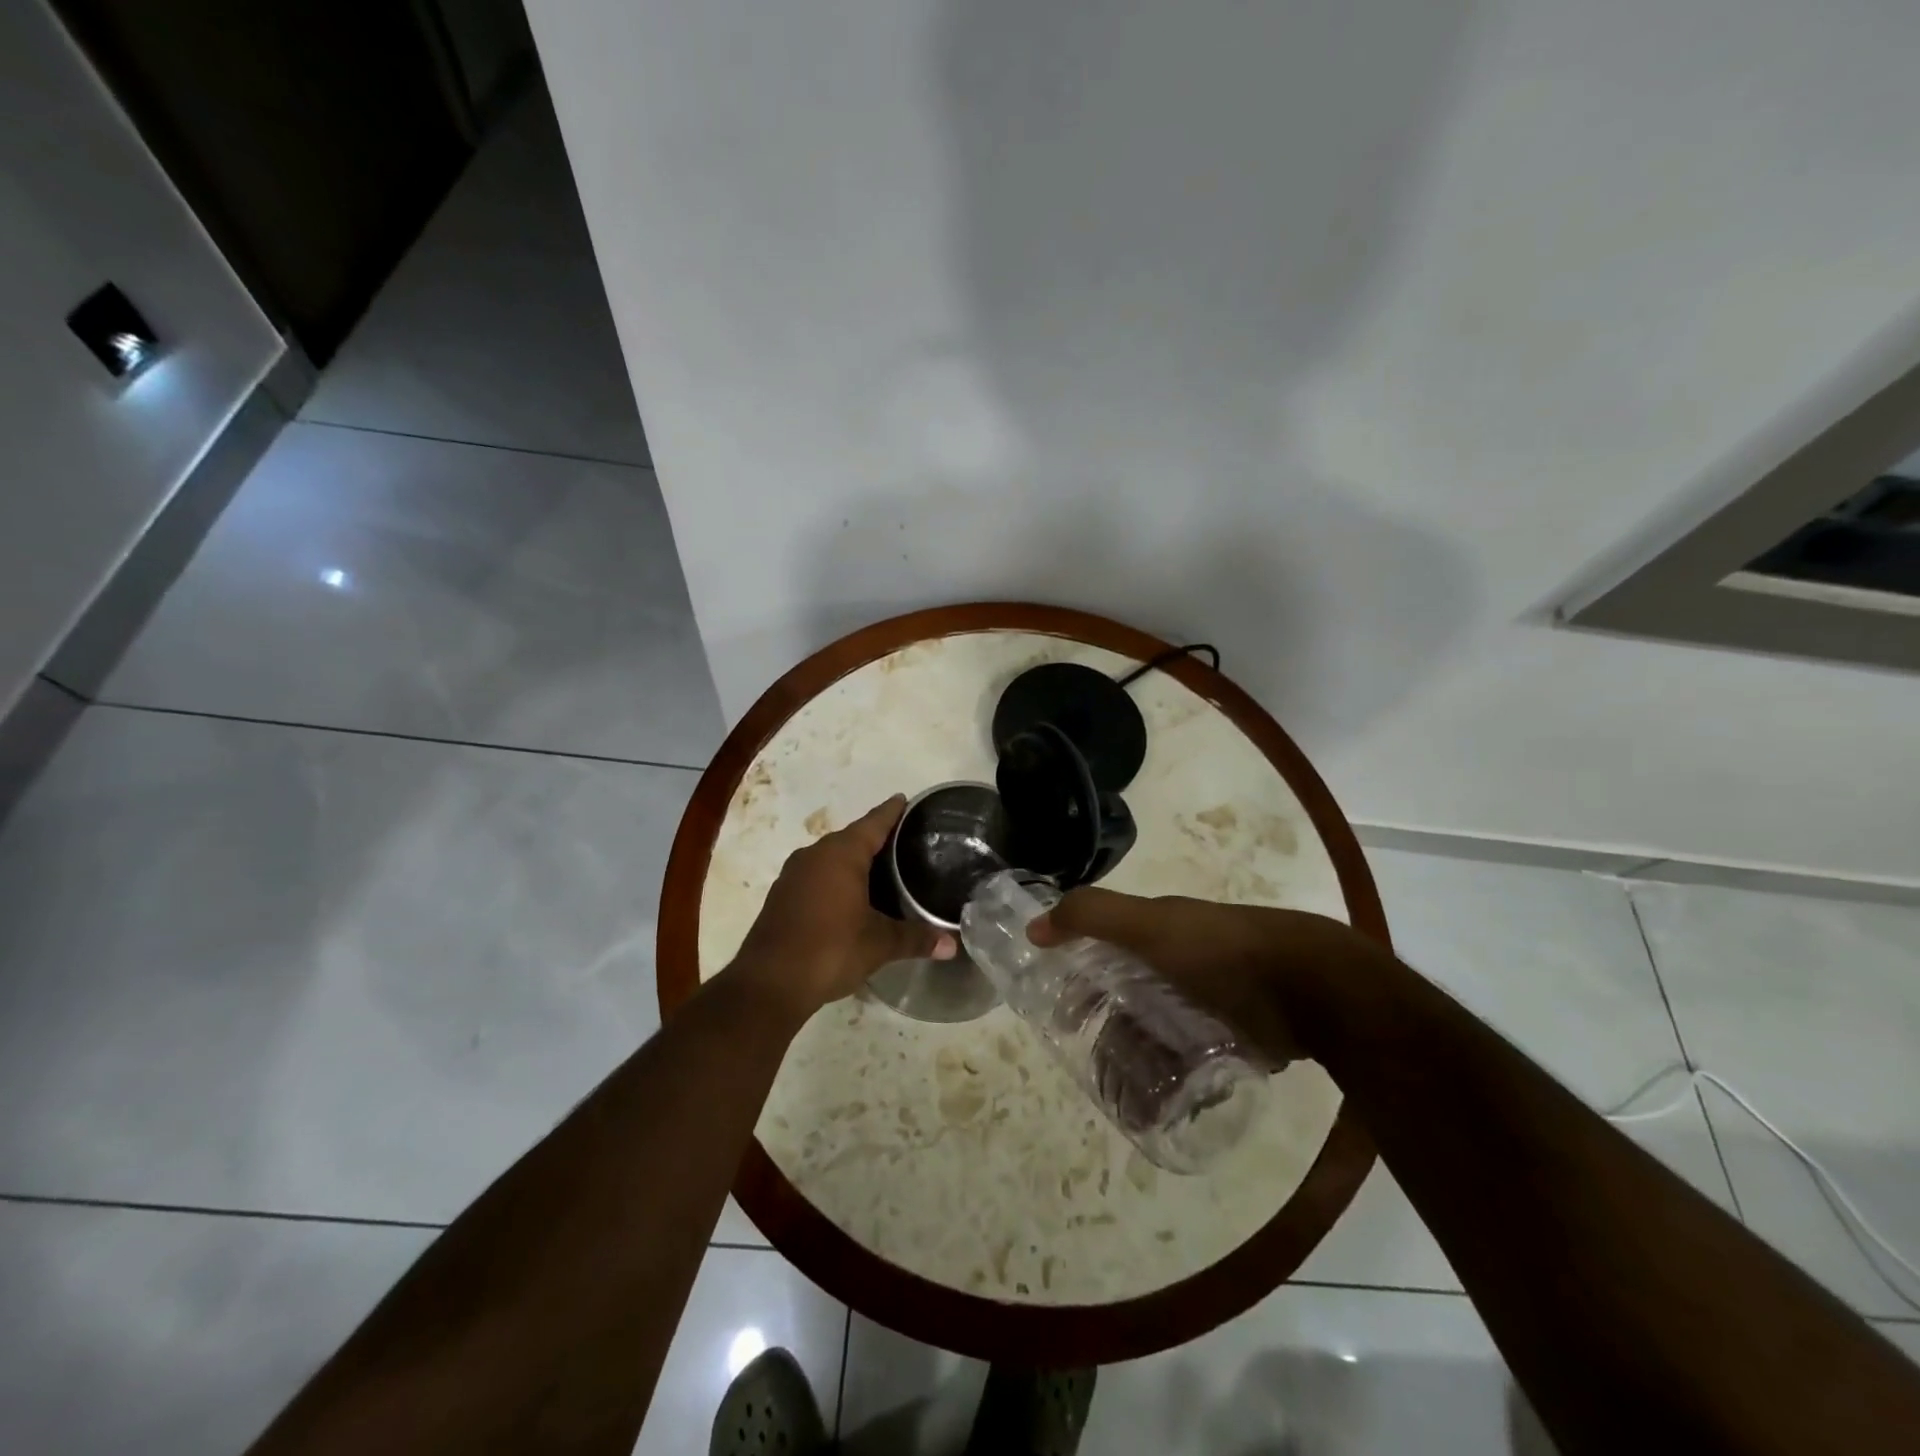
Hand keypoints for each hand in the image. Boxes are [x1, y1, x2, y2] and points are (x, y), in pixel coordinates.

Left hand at [733, 796, 955, 1016]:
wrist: (769, 983)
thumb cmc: (830, 950)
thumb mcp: (879, 944)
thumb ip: (916, 938)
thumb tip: (952, 945)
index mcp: (841, 854)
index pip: (873, 823)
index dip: (891, 812)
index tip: (905, 800)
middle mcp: (815, 855)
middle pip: (851, 838)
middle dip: (876, 838)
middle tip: (904, 842)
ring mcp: (793, 875)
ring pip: (831, 858)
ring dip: (853, 861)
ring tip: (882, 869)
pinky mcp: (782, 896)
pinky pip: (816, 876)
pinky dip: (835, 879)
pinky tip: (850, 896)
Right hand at [1030, 888, 1371, 1061]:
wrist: (1310, 987)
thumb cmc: (1220, 950)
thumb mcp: (1150, 924)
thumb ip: (1093, 916)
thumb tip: (1034, 925)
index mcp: (1159, 932)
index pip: (1104, 952)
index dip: (1078, 976)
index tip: (1060, 1013)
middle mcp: (1179, 964)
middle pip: (1128, 998)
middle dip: (1107, 1028)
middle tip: (1092, 1063)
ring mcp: (1209, 1003)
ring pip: (1157, 1033)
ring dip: (1137, 1061)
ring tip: (1124, 1095)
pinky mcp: (1234, 1039)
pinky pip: (1192, 1062)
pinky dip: (1174, 1080)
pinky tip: (1163, 1105)